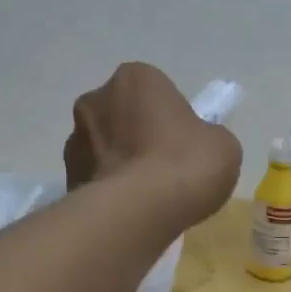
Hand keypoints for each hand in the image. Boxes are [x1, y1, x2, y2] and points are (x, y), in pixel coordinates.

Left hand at [63, 63, 241, 225]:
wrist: (137, 213)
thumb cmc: (184, 165)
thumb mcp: (223, 146)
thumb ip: (208, 137)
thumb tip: (197, 147)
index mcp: (135, 78)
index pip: (157, 92)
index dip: (173, 118)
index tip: (185, 145)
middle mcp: (96, 99)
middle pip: (125, 116)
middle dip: (140, 137)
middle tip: (166, 170)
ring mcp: (75, 140)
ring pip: (105, 148)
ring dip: (121, 164)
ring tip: (147, 198)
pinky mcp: (66, 178)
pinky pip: (95, 179)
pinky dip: (109, 190)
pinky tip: (130, 212)